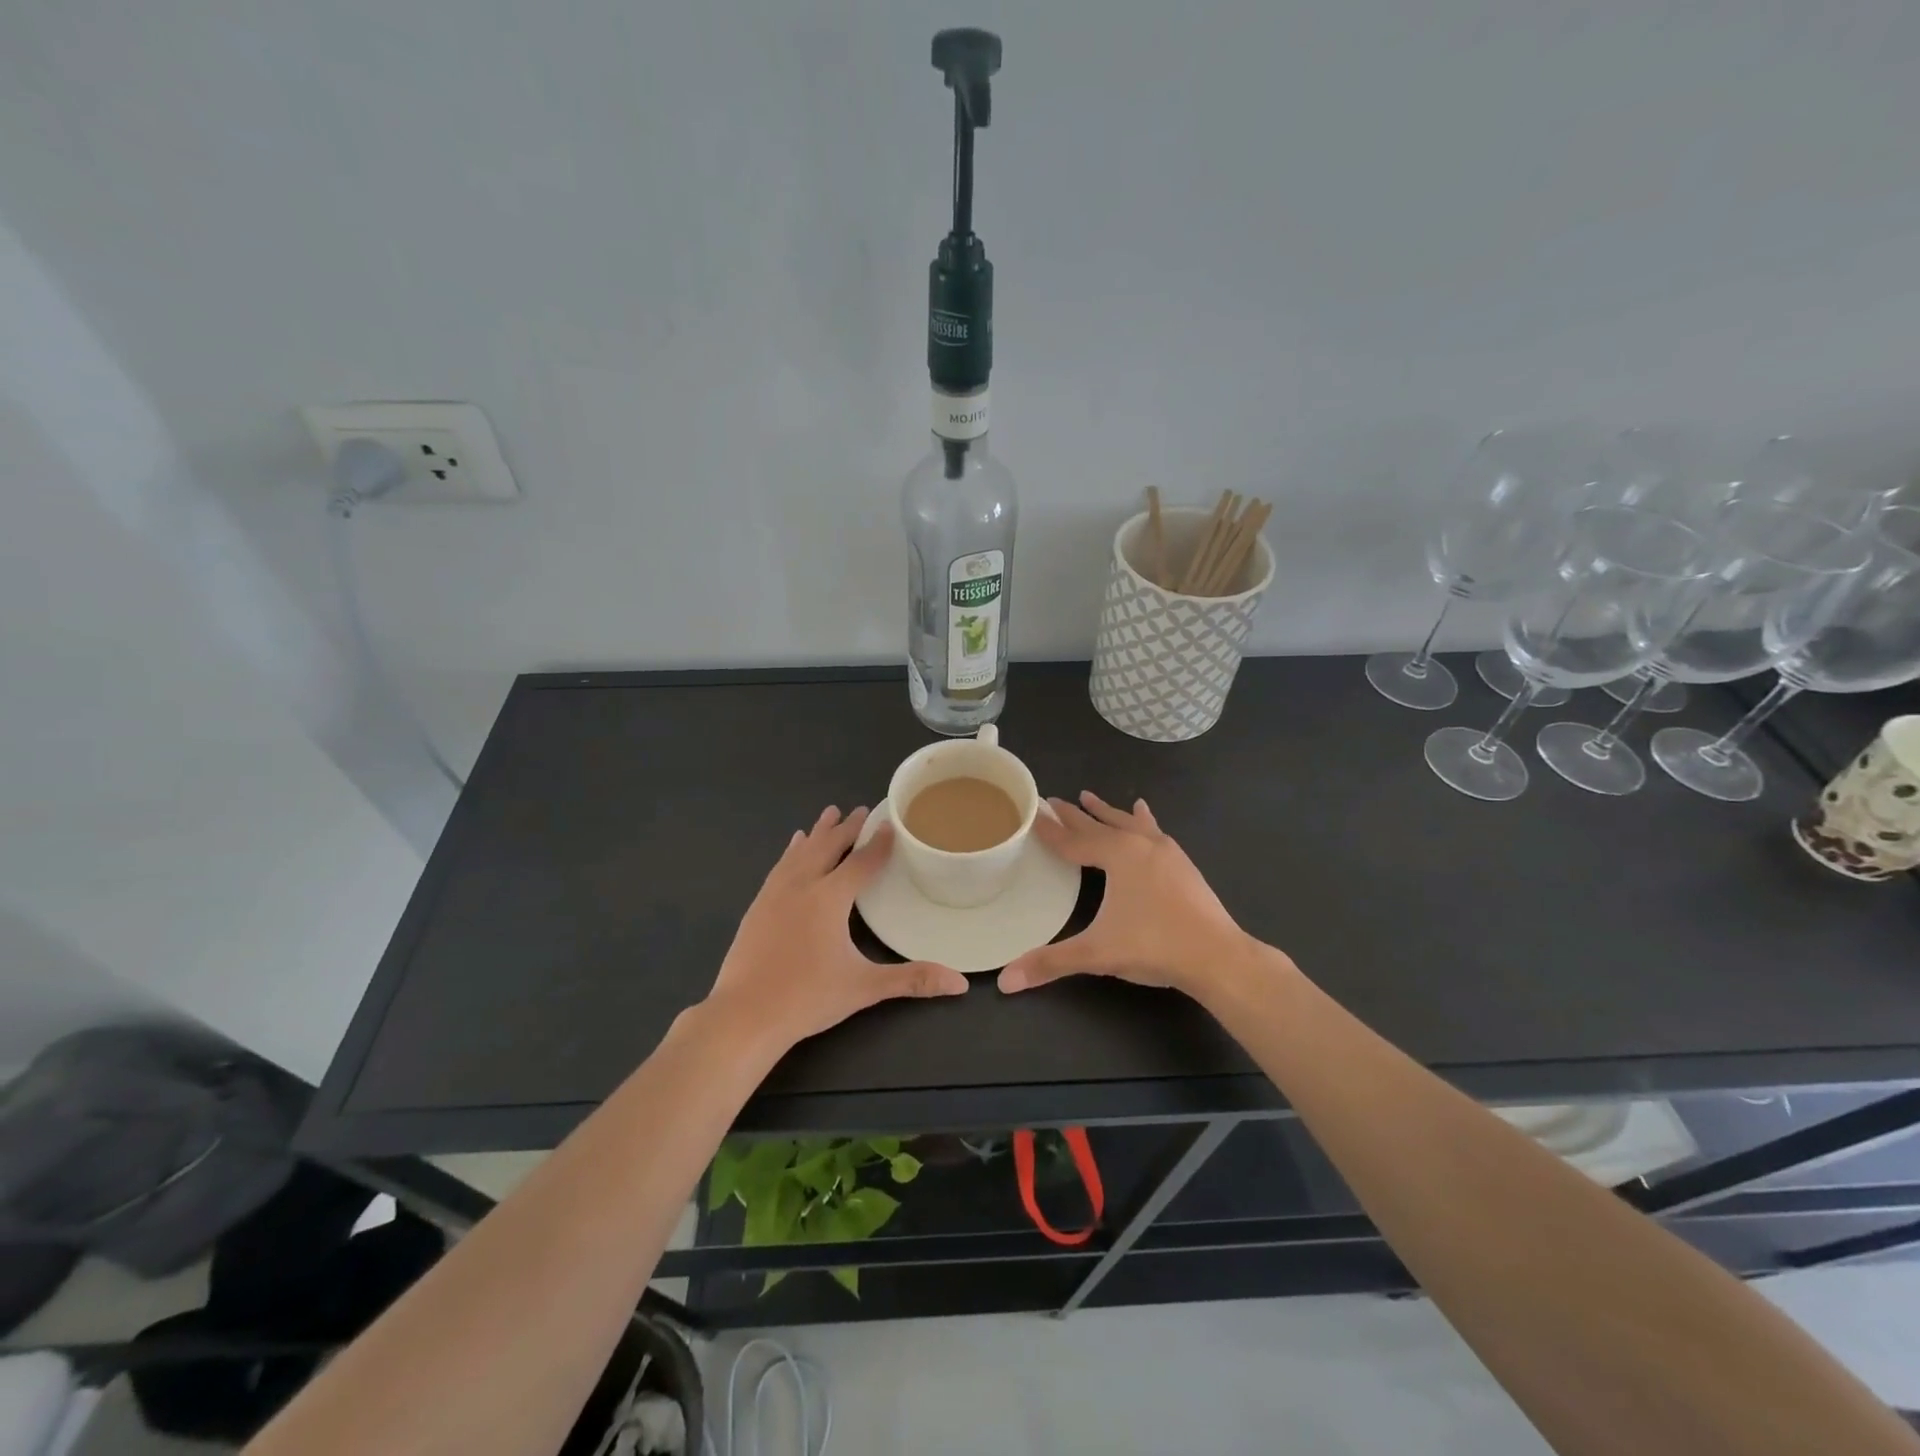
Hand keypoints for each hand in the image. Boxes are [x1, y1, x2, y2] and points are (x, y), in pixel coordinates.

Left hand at [706, 805, 967, 1047]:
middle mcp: (802, 885)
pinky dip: (792, 851)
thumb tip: (960, 984)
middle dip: (847, 828)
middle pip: (828, 847)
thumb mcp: (865, 987)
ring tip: (828, 814)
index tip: (890, 822)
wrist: (744, 1015)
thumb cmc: (808, 997)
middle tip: (861, 809)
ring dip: (818, 832)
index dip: (878, 843)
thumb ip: (912, 980)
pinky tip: (793, 848)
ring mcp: (775, 894)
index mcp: (830, 898)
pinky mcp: (757, 906)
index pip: (861, 862)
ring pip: (801, 852)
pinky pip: (780, 866)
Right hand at [998, 792, 1269, 1002]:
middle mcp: (1140, 844)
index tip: (1032, 814)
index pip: (1073, 840)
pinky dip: (1143, 820)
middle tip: (1053, 800)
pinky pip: (1154, 831)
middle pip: (1099, 825)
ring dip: (1106, 812)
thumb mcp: (1097, 954)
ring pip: (1127, 823)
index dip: (1050, 831)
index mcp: (1117, 855)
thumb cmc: (1154, 946)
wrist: (1218, 956)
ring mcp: (1165, 851)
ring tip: (1089, 795)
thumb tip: (1006, 981)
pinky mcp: (1182, 863)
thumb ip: (1050, 963)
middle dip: (1074, 815)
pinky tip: (1143, 811)